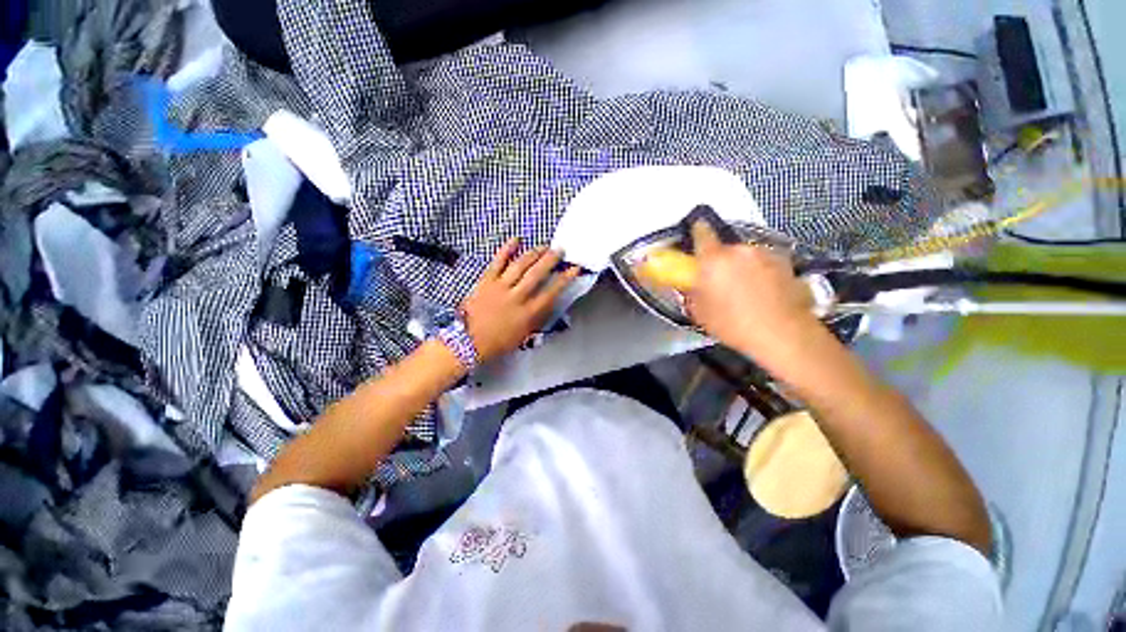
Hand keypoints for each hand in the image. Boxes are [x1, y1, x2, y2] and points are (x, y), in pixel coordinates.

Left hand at [461, 238, 580, 362]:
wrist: (468, 342)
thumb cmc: (498, 342)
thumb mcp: (524, 335)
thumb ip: (538, 318)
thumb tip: (551, 303)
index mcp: (528, 313)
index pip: (551, 292)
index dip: (565, 279)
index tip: (574, 269)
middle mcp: (517, 297)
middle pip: (537, 274)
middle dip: (551, 260)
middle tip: (560, 250)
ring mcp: (500, 287)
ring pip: (520, 265)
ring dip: (534, 253)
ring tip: (544, 246)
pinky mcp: (486, 281)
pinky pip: (498, 262)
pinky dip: (507, 249)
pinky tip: (517, 239)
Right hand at [685, 221, 819, 363]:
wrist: (783, 334)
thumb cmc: (734, 324)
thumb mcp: (700, 313)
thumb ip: (691, 292)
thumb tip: (690, 285)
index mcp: (714, 259)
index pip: (702, 232)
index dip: (696, 231)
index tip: (695, 236)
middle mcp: (740, 250)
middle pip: (725, 248)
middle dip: (720, 261)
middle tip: (719, 282)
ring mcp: (766, 254)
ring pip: (746, 256)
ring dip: (741, 267)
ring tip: (744, 291)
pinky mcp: (785, 263)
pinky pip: (764, 264)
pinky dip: (760, 273)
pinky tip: (763, 293)